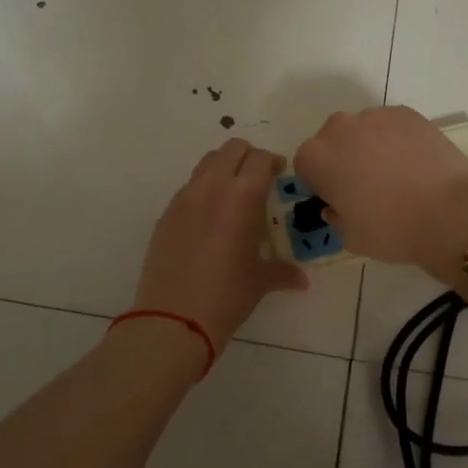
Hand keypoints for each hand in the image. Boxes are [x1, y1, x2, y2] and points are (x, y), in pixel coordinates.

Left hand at [133, 139, 308, 346]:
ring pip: (206, 163)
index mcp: (242, 196)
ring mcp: (184, 199)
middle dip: (248, 157)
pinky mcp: (166, 215)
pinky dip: (203, 190)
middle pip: (231, 149)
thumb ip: (283, 272)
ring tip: (233, 194)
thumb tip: (301, 280)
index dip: (273, 162)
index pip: (260, 159)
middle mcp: (212, 187)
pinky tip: (209, 219)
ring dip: (223, 168)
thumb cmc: (227, 295)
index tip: (279, 173)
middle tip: (258, 178)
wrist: (173, 318)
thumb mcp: (260, 281)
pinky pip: (188, 188)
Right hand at [294, 107, 467, 274]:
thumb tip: (336, 204)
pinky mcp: (407, 113)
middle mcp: (339, 128)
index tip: (338, 198)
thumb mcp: (349, 237)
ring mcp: (375, 116)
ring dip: (369, 146)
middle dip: (342, 158)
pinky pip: (391, 125)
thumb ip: (334, 215)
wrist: (450, 213)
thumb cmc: (391, 229)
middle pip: (332, 141)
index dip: (320, 182)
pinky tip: (414, 162)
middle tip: (366, 185)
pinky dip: (396, 139)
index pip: (305, 165)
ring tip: (395, 173)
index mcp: (317, 157)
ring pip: (362, 130)